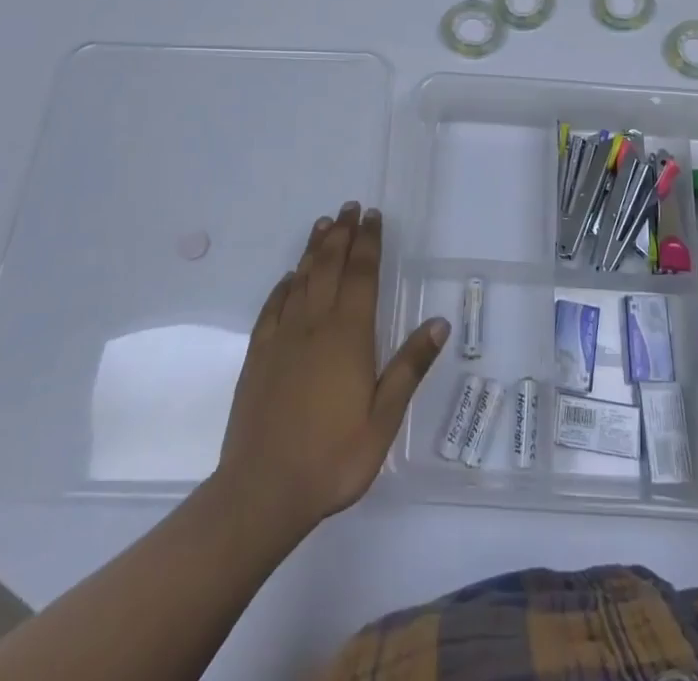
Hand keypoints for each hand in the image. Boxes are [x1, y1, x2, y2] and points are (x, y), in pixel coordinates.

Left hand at [213, 204, 447, 537]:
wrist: (262, 491)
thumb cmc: (333, 457)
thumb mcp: (384, 419)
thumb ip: (409, 367)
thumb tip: (439, 323)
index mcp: (349, 335)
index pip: (362, 274)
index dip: (368, 242)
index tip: (373, 216)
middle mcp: (314, 324)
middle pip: (330, 266)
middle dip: (342, 234)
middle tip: (350, 207)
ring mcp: (282, 338)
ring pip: (301, 279)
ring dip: (314, 249)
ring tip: (324, 225)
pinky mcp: (257, 355)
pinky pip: (272, 307)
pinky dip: (284, 285)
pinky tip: (289, 277)